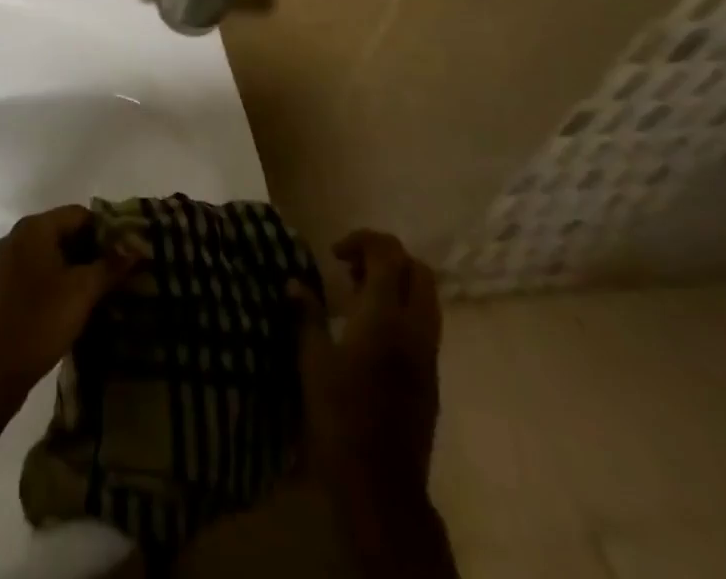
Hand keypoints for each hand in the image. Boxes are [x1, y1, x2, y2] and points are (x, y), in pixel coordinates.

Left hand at [0, 206, 137, 394]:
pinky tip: (63, 303)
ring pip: (44, 252)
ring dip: (68, 266)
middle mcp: (13, 236)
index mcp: (33, 228)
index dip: (104, 230)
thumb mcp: (83, 291)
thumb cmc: (42, 320)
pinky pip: (29, 270)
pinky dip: (49, 279)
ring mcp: (0, 261)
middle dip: (87, 249)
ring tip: (92, 290)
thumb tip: (136, 248)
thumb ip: (110, 266)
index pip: (77, 214)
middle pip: (59, 231)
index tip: (121, 254)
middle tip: (110, 273)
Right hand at [290, 231, 442, 492]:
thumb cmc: (339, 416)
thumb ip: (306, 314)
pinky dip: (402, 309)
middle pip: (417, 269)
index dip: (363, 240)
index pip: (389, 254)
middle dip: (386, 258)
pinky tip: (370, 330)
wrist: (381, 485)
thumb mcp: (312, 361)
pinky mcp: (431, 376)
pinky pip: (424, 323)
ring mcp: (428, 354)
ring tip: (358, 297)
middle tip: (351, 269)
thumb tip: (294, 282)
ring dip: (397, 283)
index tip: (334, 254)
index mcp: (385, 316)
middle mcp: (415, 328)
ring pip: (426, 297)